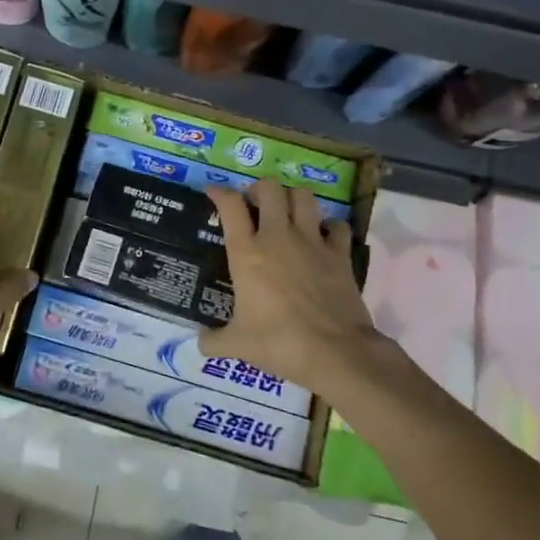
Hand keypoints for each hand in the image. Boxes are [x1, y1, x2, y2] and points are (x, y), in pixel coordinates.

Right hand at [200, 181, 399, 401]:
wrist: (335, 352)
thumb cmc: (279, 343)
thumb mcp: (238, 345)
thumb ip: (214, 340)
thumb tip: (200, 343)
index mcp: (247, 252)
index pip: (230, 205)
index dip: (219, 192)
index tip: (214, 192)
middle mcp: (278, 237)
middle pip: (270, 188)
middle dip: (259, 189)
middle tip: (254, 204)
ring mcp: (312, 241)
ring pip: (304, 196)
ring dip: (293, 198)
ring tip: (287, 212)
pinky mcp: (339, 254)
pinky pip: (336, 225)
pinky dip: (329, 227)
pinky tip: (323, 237)